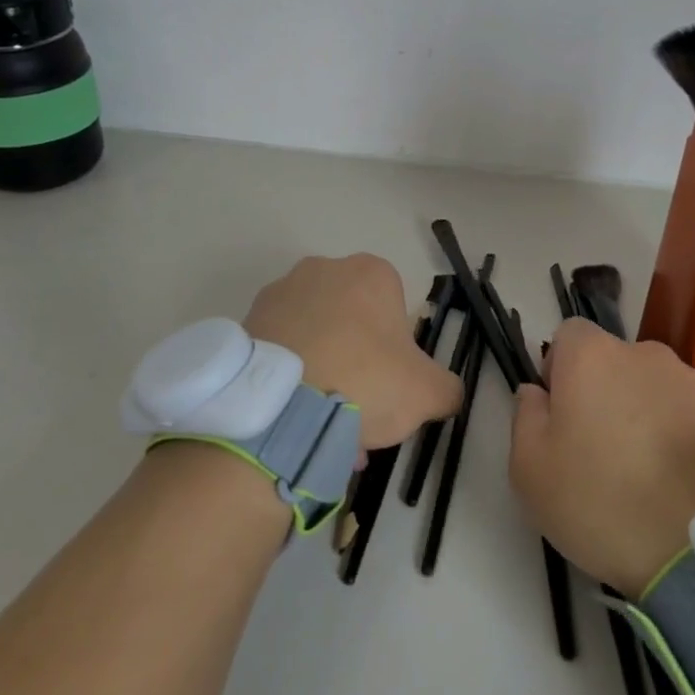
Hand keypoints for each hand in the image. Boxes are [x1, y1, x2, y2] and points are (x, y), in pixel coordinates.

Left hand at [243, 254, 461, 450]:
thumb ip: (447, 388)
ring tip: (322, 424)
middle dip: (357, 360)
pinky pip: (280, 349)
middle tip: (359, 408)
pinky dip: (290, 377)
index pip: (394, 305)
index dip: (396, 348)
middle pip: (351, 319)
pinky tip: (294, 419)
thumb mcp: (427, 392)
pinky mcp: (246, 321)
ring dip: (323, 371)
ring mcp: (279, 292)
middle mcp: (323, 269)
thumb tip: (447, 393)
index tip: (390, 383)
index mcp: (370, 273)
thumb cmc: (364, 381)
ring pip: (315, 335)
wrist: (279, 408)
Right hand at [509, 318, 694, 597]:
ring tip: (644, 473)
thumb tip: (536, 393)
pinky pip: (691, 418)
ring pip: (654, 390)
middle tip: (597, 450)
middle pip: (614, 362)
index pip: (568, 335)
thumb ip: (525, 417)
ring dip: (644, 416)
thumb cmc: (602, 501)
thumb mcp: (530, 469)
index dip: (558, 369)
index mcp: (593, 356)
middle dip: (603, 393)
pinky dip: (681, 439)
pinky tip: (678, 485)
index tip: (559, 414)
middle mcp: (647, 355)